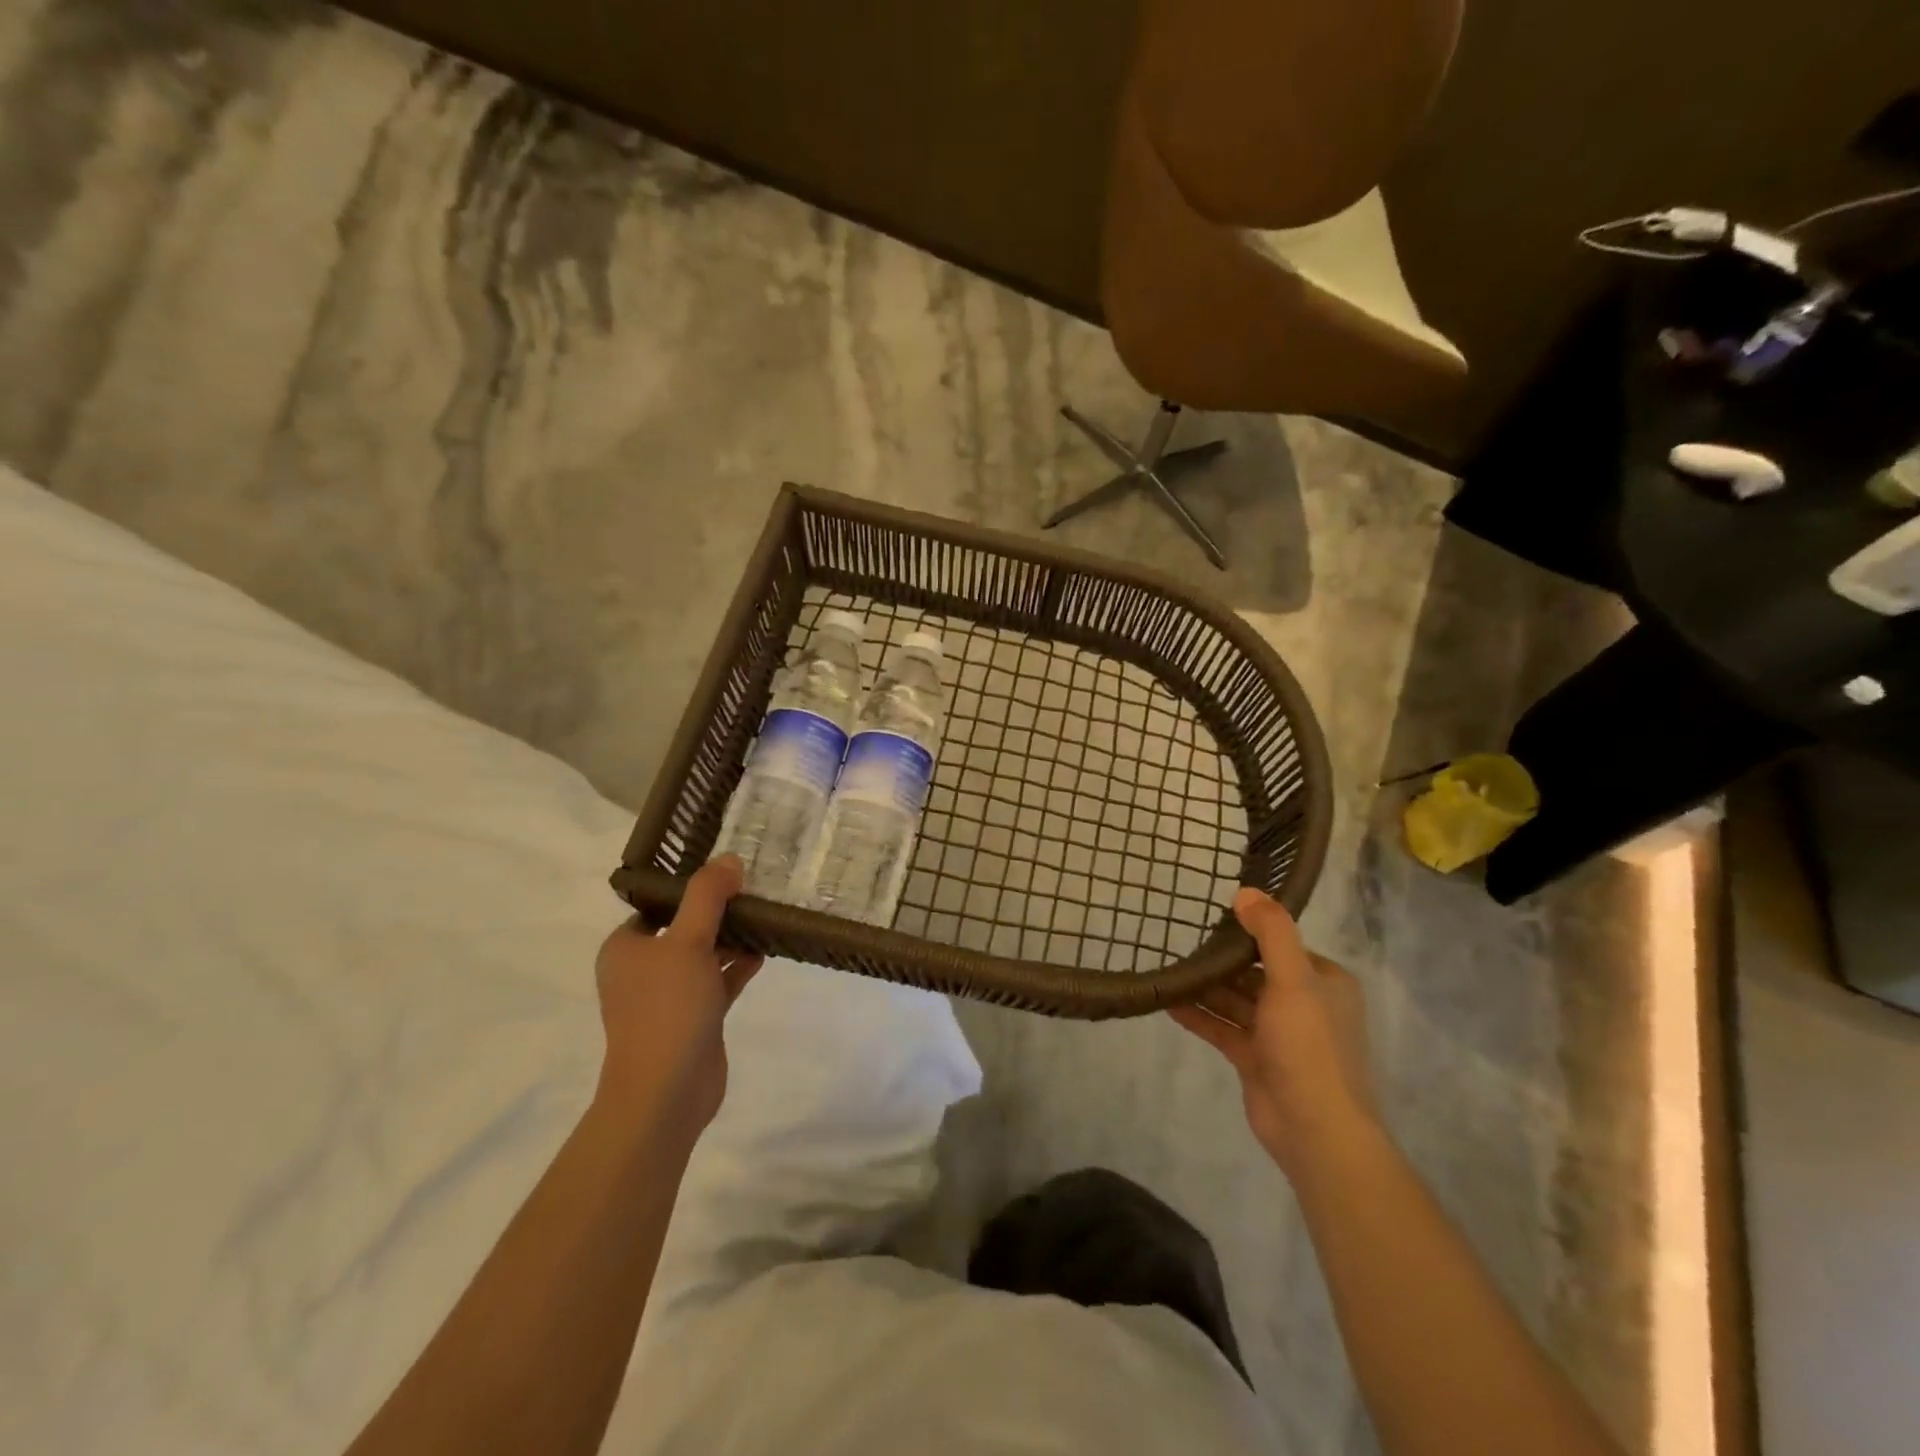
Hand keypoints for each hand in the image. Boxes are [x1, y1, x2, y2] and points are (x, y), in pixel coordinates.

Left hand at [594, 856, 761, 1132]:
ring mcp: (668, 995)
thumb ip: (707, 896)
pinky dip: (737, 966)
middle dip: (718, 910)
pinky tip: (764, 950)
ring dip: (731, 937)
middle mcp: (643, 968)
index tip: (728, 870)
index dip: (691, 887)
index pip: (658, 904)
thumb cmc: (668, 1007)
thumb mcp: (688, 941)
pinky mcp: (694, 1017)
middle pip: (684, 926)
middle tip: (754, 888)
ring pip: (703, 954)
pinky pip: (718, 980)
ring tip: (765, 915)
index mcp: (626, 947)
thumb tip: (728, 859)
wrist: (666, 1090)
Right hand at [1170, 887, 1377, 1179]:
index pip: (1282, 945)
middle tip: (1180, 937)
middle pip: (1255, 972)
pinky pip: (1223, 1028)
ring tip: (1169, 966)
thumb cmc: (1309, 1047)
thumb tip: (1245, 891)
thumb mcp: (1294, 979)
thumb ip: (1271, 933)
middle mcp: (1304, 1004)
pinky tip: (1167, 1001)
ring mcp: (1278, 1035)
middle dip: (1222, 959)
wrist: (1315, 1130)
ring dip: (1206, 987)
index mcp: (1324, 983)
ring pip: (1236, 1000)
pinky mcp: (1255, 1059)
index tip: (1212, 915)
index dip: (1249, 930)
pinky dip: (1199, 1015)